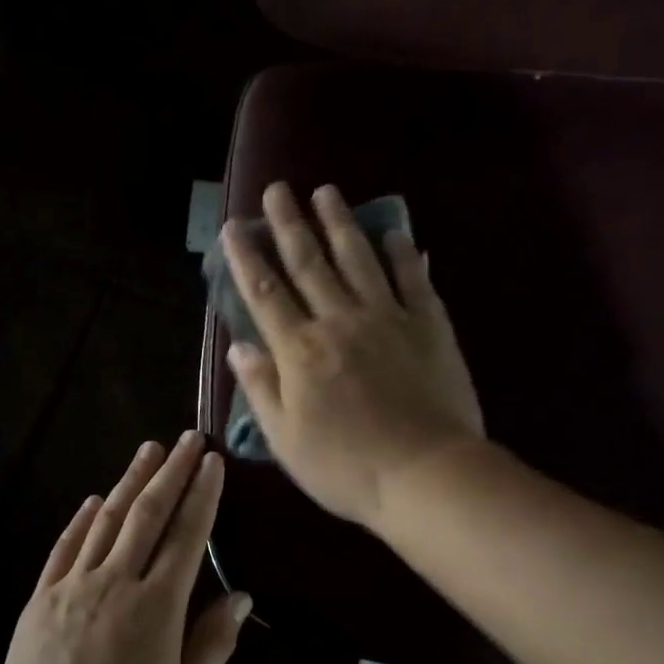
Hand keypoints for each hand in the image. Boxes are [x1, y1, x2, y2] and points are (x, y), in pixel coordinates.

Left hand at [0, 432, 251, 663]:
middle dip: (170, 472)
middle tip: (186, 438)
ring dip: (130, 482)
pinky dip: (82, 519)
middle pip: (148, 514)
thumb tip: (239, 596)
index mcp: (156, 607)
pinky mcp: (42, 596)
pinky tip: (95, 500)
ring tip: (147, 450)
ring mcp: (74, 585)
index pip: (186, 536)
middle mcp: (116, 582)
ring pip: (107, 520)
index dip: (202, 495)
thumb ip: (212, 644)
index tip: (212, 462)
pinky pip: (65, 547)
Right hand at [220, 181, 485, 528]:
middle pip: (308, 263)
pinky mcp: (428, 326)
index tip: (234, 226)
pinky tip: (394, 232)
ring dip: (340, 223)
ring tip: (327, 192)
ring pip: (358, 259)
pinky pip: (412, 279)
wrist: (425, 475)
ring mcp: (387, 318)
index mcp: (300, 350)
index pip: (265, 293)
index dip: (246, 257)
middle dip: (289, 224)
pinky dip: (402, 254)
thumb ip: (261, 388)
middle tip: (278, 189)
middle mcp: (339, 321)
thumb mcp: (285, 439)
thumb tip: (238, 346)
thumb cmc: (346, 466)